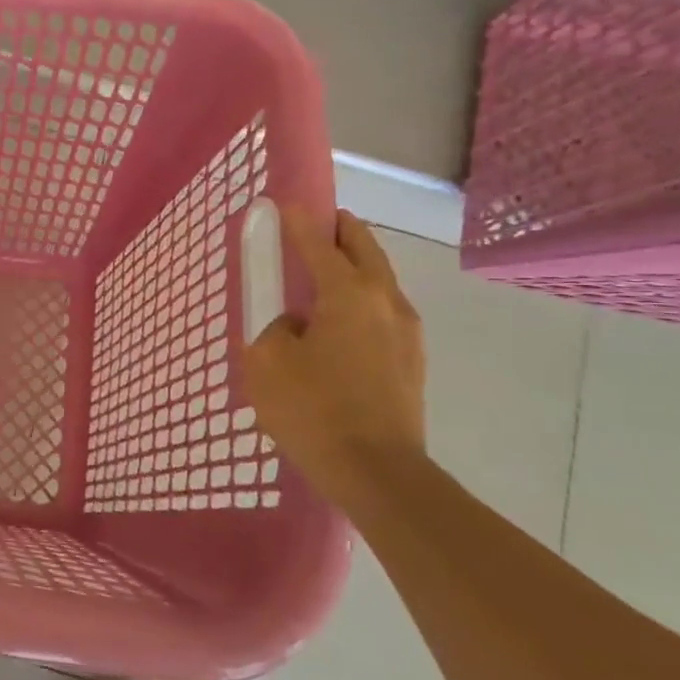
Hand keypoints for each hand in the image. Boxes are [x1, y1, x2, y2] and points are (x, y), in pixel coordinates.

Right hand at [241, 208, 425, 508]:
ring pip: (380, 279)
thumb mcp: (268, 363)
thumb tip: (296, 325)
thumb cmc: (314, 410)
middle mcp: (385, 302)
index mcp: (348, 294)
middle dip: (341, 230)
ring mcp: (406, 332)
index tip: (284, 205)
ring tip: (327, 269)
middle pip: (365, 249)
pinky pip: (383, 311)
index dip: (299, 222)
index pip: (320, 243)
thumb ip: (274, 329)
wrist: (379, 474)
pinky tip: (341, 319)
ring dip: (356, 264)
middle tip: (318, 223)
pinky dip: (362, 297)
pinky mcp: (411, 361)